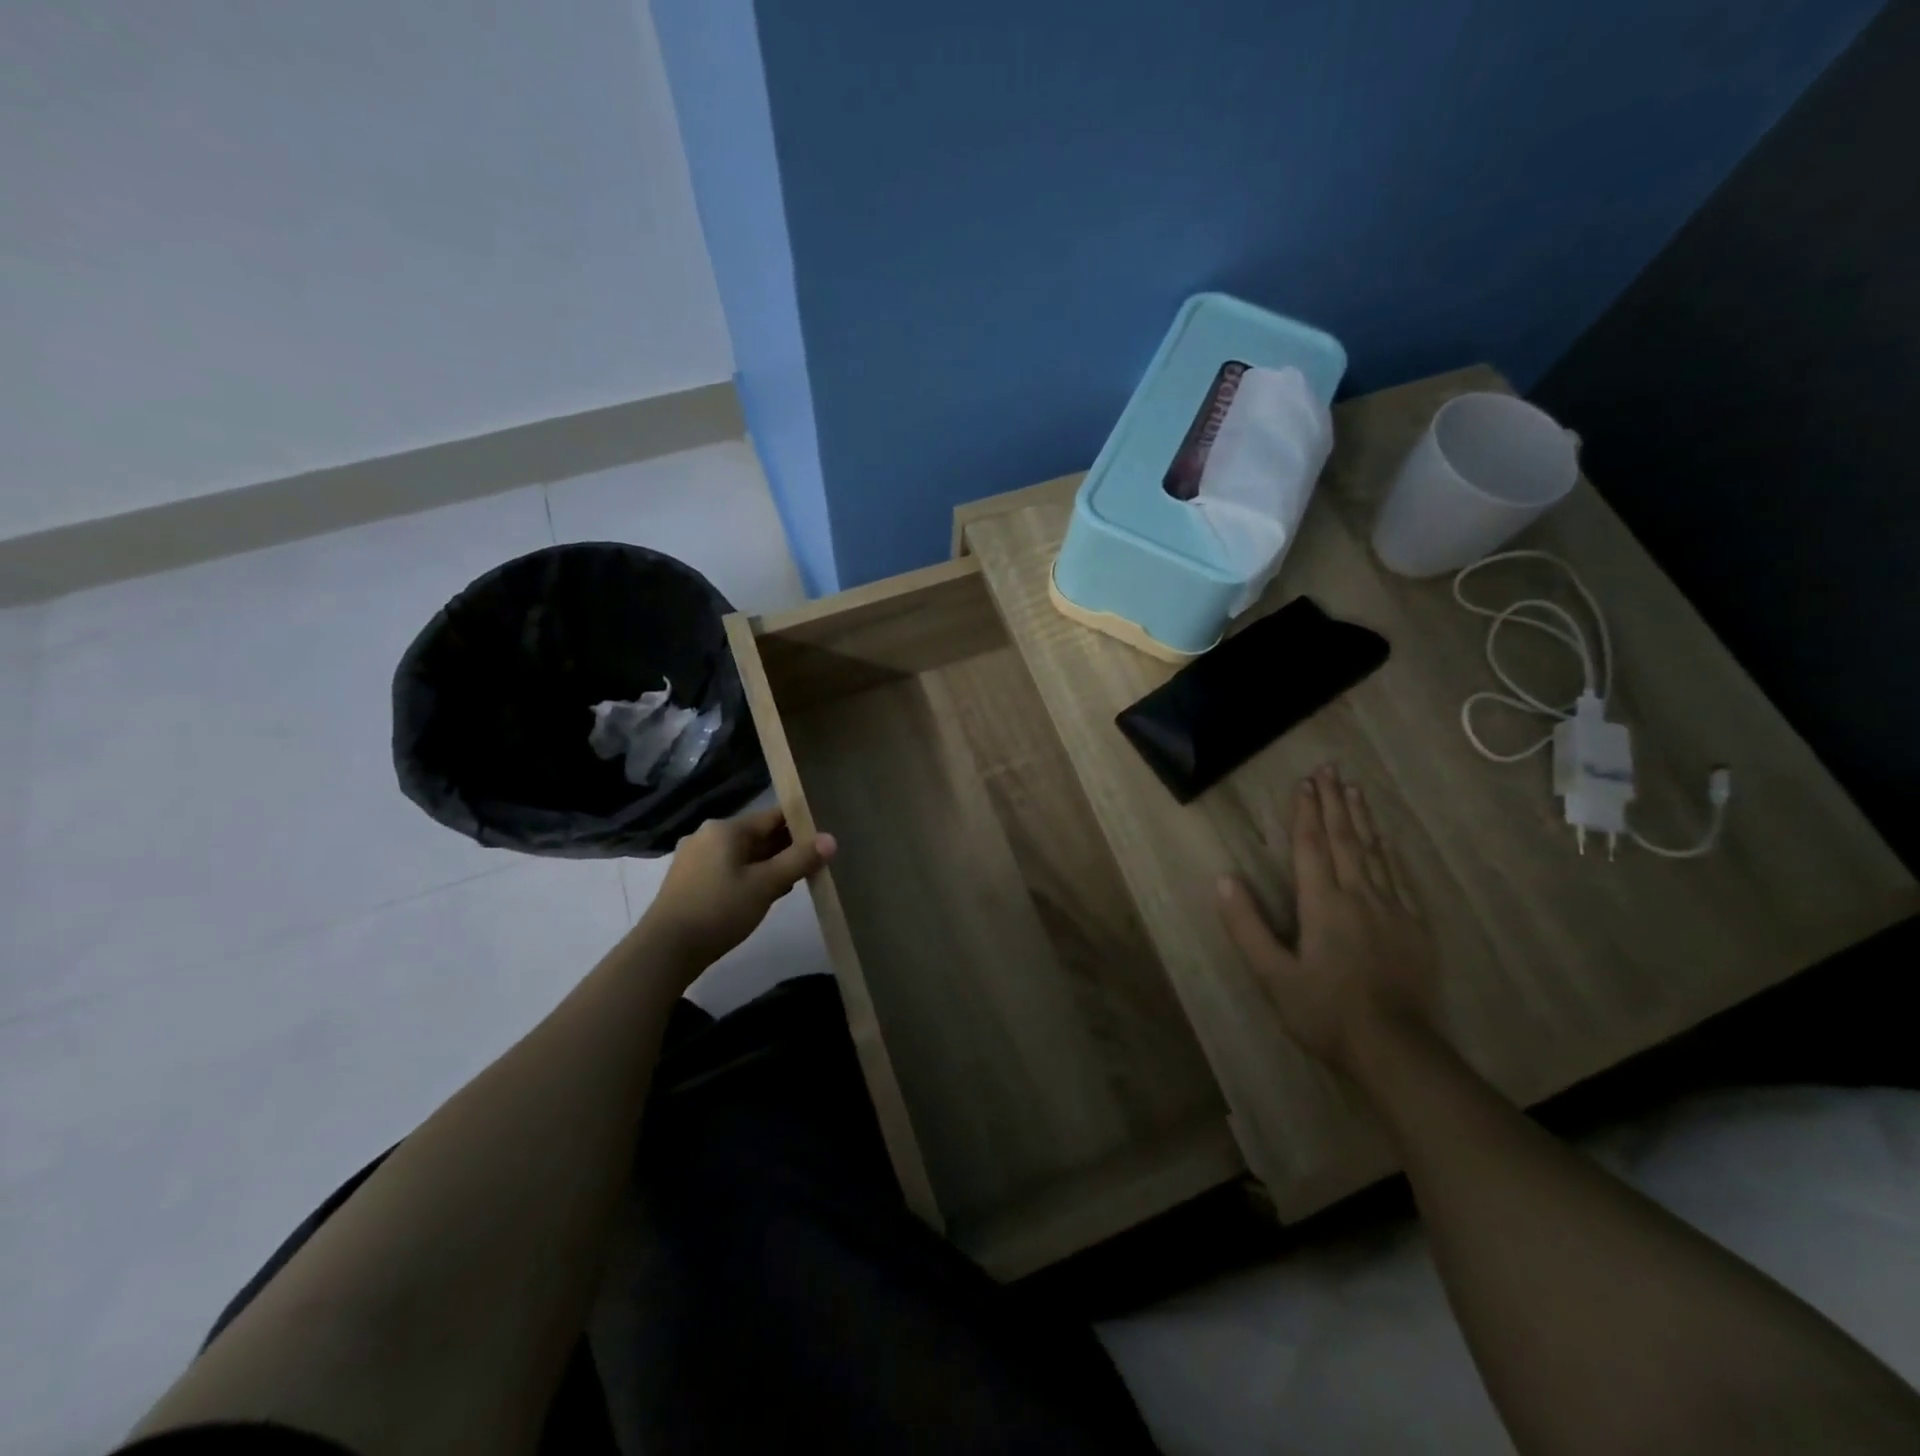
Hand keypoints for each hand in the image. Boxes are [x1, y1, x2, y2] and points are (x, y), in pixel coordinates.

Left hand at [639, 808, 834, 973]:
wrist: (665, 950)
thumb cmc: (719, 910)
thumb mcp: (766, 885)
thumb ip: (799, 860)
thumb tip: (831, 839)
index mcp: (726, 829)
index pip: (772, 817)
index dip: (800, 825)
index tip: (823, 836)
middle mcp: (708, 836)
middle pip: (757, 835)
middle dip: (785, 848)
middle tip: (814, 862)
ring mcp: (694, 858)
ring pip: (742, 854)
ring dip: (768, 865)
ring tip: (794, 880)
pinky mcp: (688, 881)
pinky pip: (728, 869)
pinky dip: (748, 877)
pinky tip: (762, 895)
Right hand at [1216, 764, 1437, 1074]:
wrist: (1395, 1050)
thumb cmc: (1324, 1012)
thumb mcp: (1272, 974)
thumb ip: (1246, 925)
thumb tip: (1223, 879)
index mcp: (1322, 904)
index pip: (1311, 847)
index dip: (1306, 813)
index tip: (1305, 782)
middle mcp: (1359, 896)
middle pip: (1345, 839)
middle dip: (1335, 802)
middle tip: (1331, 768)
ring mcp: (1392, 910)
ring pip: (1375, 852)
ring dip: (1362, 818)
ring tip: (1356, 789)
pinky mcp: (1415, 928)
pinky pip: (1400, 877)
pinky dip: (1389, 852)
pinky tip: (1387, 840)